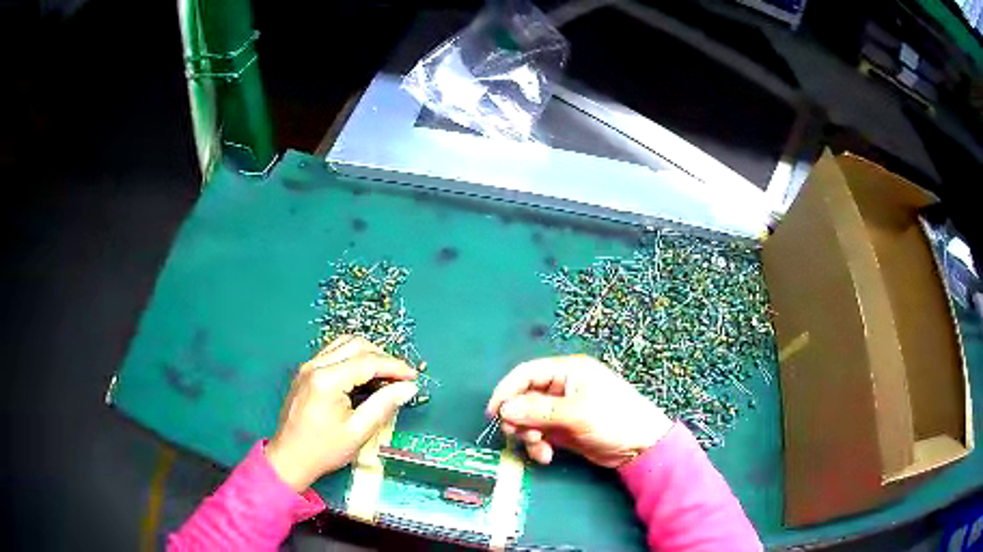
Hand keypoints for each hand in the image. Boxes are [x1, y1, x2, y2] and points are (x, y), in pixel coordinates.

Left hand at [265, 336, 418, 490]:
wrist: (289, 458)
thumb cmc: (324, 449)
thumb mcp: (358, 431)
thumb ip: (384, 405)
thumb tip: (408, 387)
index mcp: (327, 380)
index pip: (367, 362)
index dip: (394, 366)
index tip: (414, 376)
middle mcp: (315, 365)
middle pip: (355, 345)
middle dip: (382, 357)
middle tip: (400, 376)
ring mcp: (307, 367)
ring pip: (343, 345)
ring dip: (367, 355)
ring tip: (384, 375)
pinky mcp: (305, 373)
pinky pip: (333, 354)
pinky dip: (352, 359)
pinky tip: (363, 377)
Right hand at [487, 355, 672, 467]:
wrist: (641, 446)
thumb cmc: (614, 419)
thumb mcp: (577, 413)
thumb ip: (539, 411)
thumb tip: (505, 410)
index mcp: (567, 372)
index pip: (526, 374)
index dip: (507, 391)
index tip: (494, 413)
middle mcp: (561, 388)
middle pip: (524, 398)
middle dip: (519, 419)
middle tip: (519, 436)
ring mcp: (561, 410)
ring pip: (529, 419)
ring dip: (528, 435)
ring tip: (539, 449)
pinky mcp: (563, 429)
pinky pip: (540, 434)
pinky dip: (538, 445)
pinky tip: (546, 456)